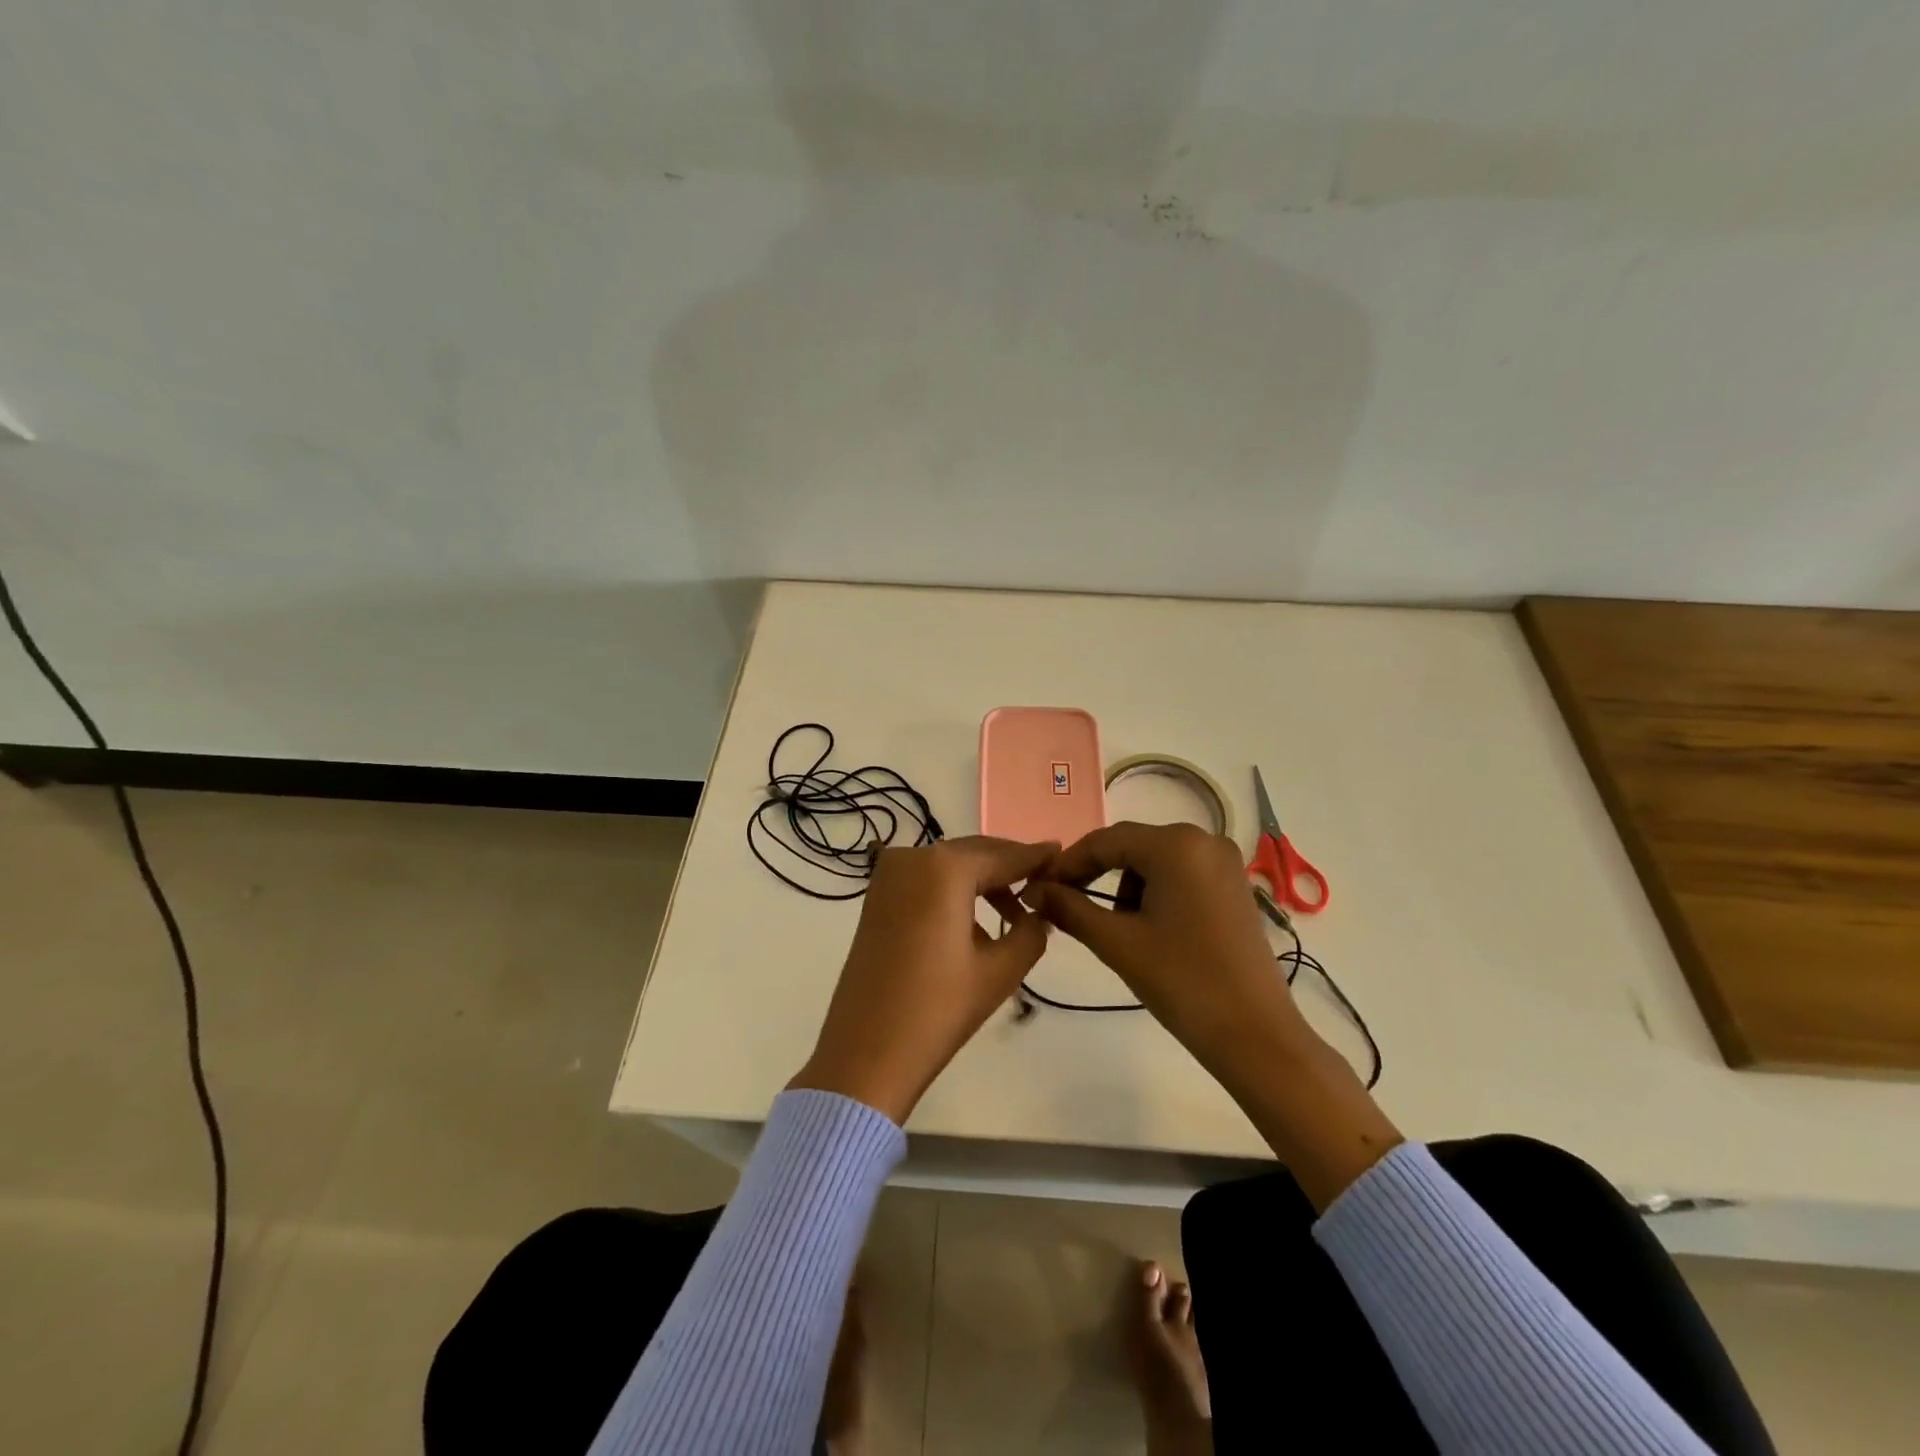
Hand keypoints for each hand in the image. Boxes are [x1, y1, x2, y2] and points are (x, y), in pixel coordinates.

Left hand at [790, 836, 1057, 1124]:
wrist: (866, 1052)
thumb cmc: (938, 1009)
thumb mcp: (1000, 971)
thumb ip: (1031, 931)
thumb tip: (1040, 912)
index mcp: (945, 868)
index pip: (1003, 855)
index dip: (1035, 856)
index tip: (1061, 854)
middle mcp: (912, 857)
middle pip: (974, 853)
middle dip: (1009, 867)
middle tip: (1044, 883)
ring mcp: (888, 875)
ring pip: (949, 866)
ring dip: (982, 881)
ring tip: (1015, 913)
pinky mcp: (876, 897)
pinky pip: (926, 880)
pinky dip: (954, 890)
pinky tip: (976, 921)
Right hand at [1019, 823, 1309, 1077]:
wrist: (1256, 1036)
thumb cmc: (1183, 982)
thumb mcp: (1117, 943)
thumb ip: (1069, 908)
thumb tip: (1033, 890)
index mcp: (1176, 844)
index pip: (1105, 841)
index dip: (1067, 864)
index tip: (1038, 888)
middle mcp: (1203, 839)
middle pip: (1131, 846)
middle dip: (1095, 875)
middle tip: (1064, 906)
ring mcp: (1224, 862)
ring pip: (1154, 860)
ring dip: (1125, 886)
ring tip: (1112, 928)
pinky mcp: (1234, 886)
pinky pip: (1180, 874)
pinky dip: (1155, 892)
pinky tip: (1147, 928)